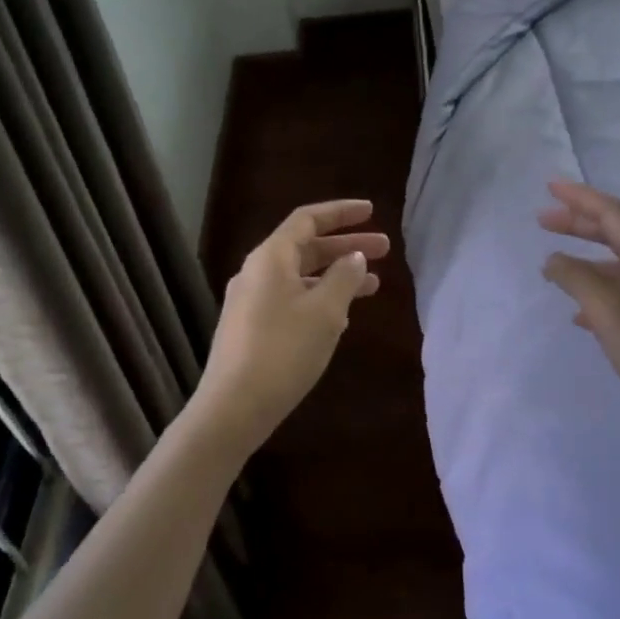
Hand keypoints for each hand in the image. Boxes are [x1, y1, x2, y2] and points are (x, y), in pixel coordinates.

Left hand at [193, 199, 388, 448]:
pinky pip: (291, 300)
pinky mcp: (251, 328)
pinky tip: (342, 317)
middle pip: (306, 247)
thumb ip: (344, 278)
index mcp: (271, 258)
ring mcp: (251, 301)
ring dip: (336, 277)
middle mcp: (257, 272)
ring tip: (373, 286)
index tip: (372, 212)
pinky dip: (319, 299)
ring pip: (301, 277)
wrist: (234, 406)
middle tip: (386, 250)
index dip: (341, 213)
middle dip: (346, 247)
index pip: (308, 219)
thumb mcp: (325, 311)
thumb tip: (355, 258)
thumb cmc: (284, 351)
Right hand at [539, 180, 619, 424]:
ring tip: (556, 267)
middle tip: (543, 221)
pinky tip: (582, 311)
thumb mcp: (609, 315)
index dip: (579, 198)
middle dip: (580, 225)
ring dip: (589, 260)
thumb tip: (554, 260)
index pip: (613, 214)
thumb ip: (577, 281)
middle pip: (619, 234)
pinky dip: (604, 289)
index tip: (549, 186)